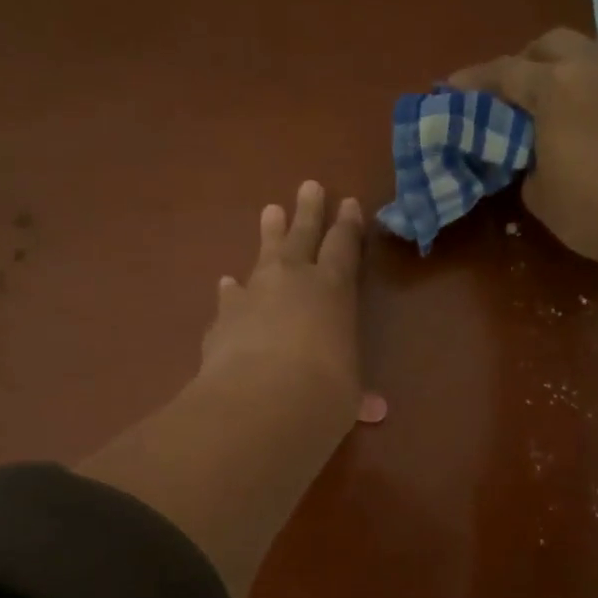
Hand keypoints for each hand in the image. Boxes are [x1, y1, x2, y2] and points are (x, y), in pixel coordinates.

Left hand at [201, 181, 386, 423]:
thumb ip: (357, 393)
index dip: (347, 225)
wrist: (262, 402)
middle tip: (308, 186)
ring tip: (269, 211)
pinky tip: (227, 285)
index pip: (344, 246)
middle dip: (308, 211)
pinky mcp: (223, 317)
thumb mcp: (348, 393)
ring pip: (263, 255)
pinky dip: (232, 292)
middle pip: (302, 235)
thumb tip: (374, 411)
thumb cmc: (324, 392)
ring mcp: (253, 294)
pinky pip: (230, 297)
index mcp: (333, 289)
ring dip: (268, 234)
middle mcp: (293, 280)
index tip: (348, 203)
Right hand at [449, 29, 597, 283]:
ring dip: (578, 65)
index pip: (504, 72)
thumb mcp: (539, 193)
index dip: (475, 80)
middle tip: (520, 90)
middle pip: (552, 43)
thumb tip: (537, 151)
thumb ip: (528, 159)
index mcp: (554, 87)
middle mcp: (596, 62)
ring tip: (575, 95)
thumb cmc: (592, 212)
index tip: (454, 87)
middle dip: (529, 61)